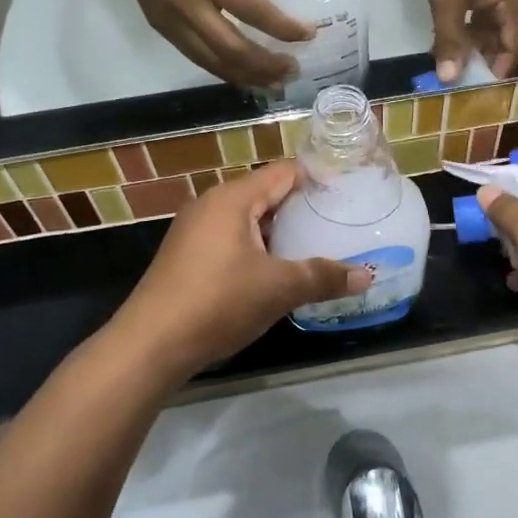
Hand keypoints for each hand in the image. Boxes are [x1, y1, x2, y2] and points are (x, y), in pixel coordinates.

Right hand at [90, 0, 309, 87]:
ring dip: (245, 76)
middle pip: (233, 49)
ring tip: (271, 82)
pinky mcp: (161, 27)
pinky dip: (222, 68)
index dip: (283, 28)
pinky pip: (196, 56)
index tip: (307, 35)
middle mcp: (189, 6)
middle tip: (292, 70)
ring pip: (212, 62)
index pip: (253, 12)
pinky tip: (240, 72)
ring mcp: (171, 21)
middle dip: (266, 65)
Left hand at [112, 161, 370, 378]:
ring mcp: (196, 231)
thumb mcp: (277, 289)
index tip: (350, 190)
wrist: (150, 344)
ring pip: (249, 219)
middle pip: (267, 194)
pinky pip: (233, 239)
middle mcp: (212, 205)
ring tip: (318, 244)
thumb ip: (323, 277)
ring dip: (281, 232)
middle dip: (302, 207)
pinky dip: (259, 247)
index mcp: (233, 199)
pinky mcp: (189, 256)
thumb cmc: (217, 302)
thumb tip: (367, 275)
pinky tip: (279, 270)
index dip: (318, 178)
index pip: (284, 172)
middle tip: (341, 220)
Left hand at [422, 0, 517, 82]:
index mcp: (515, 0)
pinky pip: (479, 18)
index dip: (501, 68)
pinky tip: (447, 43)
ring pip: (490, 30)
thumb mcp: (447, 2)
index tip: (481, 88)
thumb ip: (450, 41)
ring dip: (472, 47)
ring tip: (451, 65)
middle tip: (461, 80)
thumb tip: (450, 78)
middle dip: (484, 60)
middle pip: (505, 39)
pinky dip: (466, 31)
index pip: (517, 44)